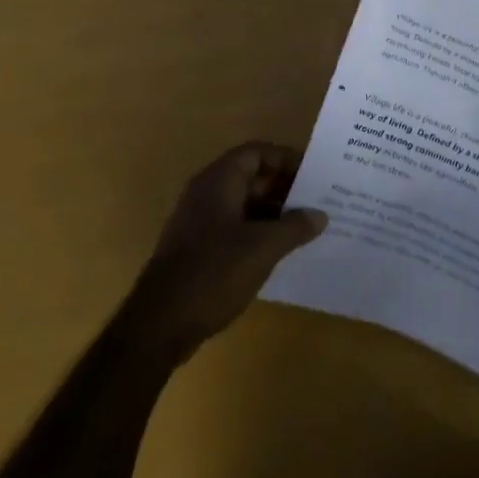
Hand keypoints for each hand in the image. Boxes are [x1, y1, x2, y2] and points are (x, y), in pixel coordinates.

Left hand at [125, 143, 326, 364]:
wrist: (159, 325)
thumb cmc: (214, 272)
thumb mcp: (264, 247)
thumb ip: (295, 226)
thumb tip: (320, 215)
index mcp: (219, 181)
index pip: (257, 153)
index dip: (286, 159)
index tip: (314, 175)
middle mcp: (206, 193)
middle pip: (251, 177)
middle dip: (285, 188)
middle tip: (318, 202)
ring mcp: (198, 222)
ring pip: (244, 204)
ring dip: (274, 212)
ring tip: (307, 227)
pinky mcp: (197, 248)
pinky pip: (234, 227)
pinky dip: (258, 232)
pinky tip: (280, 251)